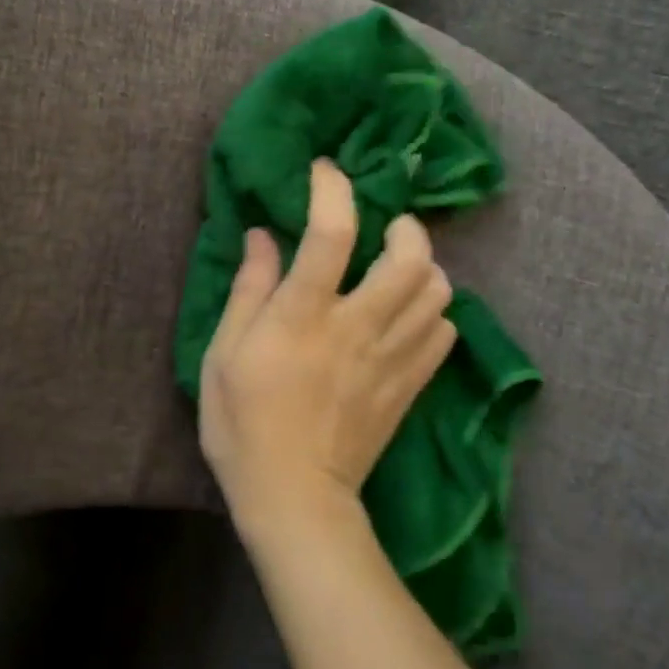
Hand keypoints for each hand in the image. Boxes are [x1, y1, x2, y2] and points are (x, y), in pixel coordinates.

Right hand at [199, 160, 456, 536]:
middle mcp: (357, 327)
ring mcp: (391, 359)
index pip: (332, 232)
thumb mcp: (223, 354)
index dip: (333, 189)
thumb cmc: (243, 425)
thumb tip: (262, 235)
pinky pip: (444, 334)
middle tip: (386, 226)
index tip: (325, 171)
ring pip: (438, 293)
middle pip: (411, 257)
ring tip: (398, 269)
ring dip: (423, 267)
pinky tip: (410, 316)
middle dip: (405, 227)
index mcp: (303, 316)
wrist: (294, 497)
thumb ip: (248, 290)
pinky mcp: (410, 387)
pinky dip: (435, 313)